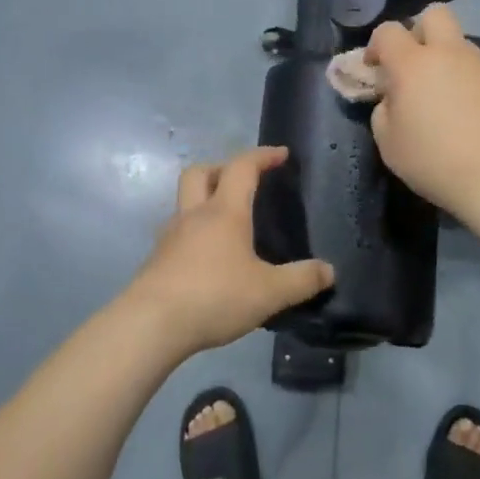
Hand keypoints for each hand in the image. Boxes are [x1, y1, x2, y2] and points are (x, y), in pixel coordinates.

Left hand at [123, 146, 334, 357]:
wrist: (150, 325)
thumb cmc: (214, 297)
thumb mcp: (269, 292)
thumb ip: (301, 280)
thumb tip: (329, 270)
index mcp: (224, 212)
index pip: (242, 167)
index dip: (262, 155)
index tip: (281, 154)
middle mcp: (194, 215)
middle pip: (200, 172)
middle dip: (222, 168)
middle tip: (243, 182)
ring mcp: (170, 237)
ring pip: (184, 202)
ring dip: (204, 200)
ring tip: (227, 223)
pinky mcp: (157, 260)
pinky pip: (178, 233)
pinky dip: (194, 233)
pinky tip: (207, 258)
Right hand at [365, 4, 479, 218]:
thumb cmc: (435, 161)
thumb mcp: (389, 143)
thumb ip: (384, 110)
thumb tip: (394, 99)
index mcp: (413, 63)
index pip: (388, 30)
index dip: (375, 45)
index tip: (373, 69)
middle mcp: (448, 53)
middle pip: (433, 14)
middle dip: (417, 31)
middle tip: (410, 64)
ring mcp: (479, 65)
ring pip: (457, 40)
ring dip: (442, 55)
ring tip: (436, 93)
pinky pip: (473, 66)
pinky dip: (461, 77)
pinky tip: (460, 110)